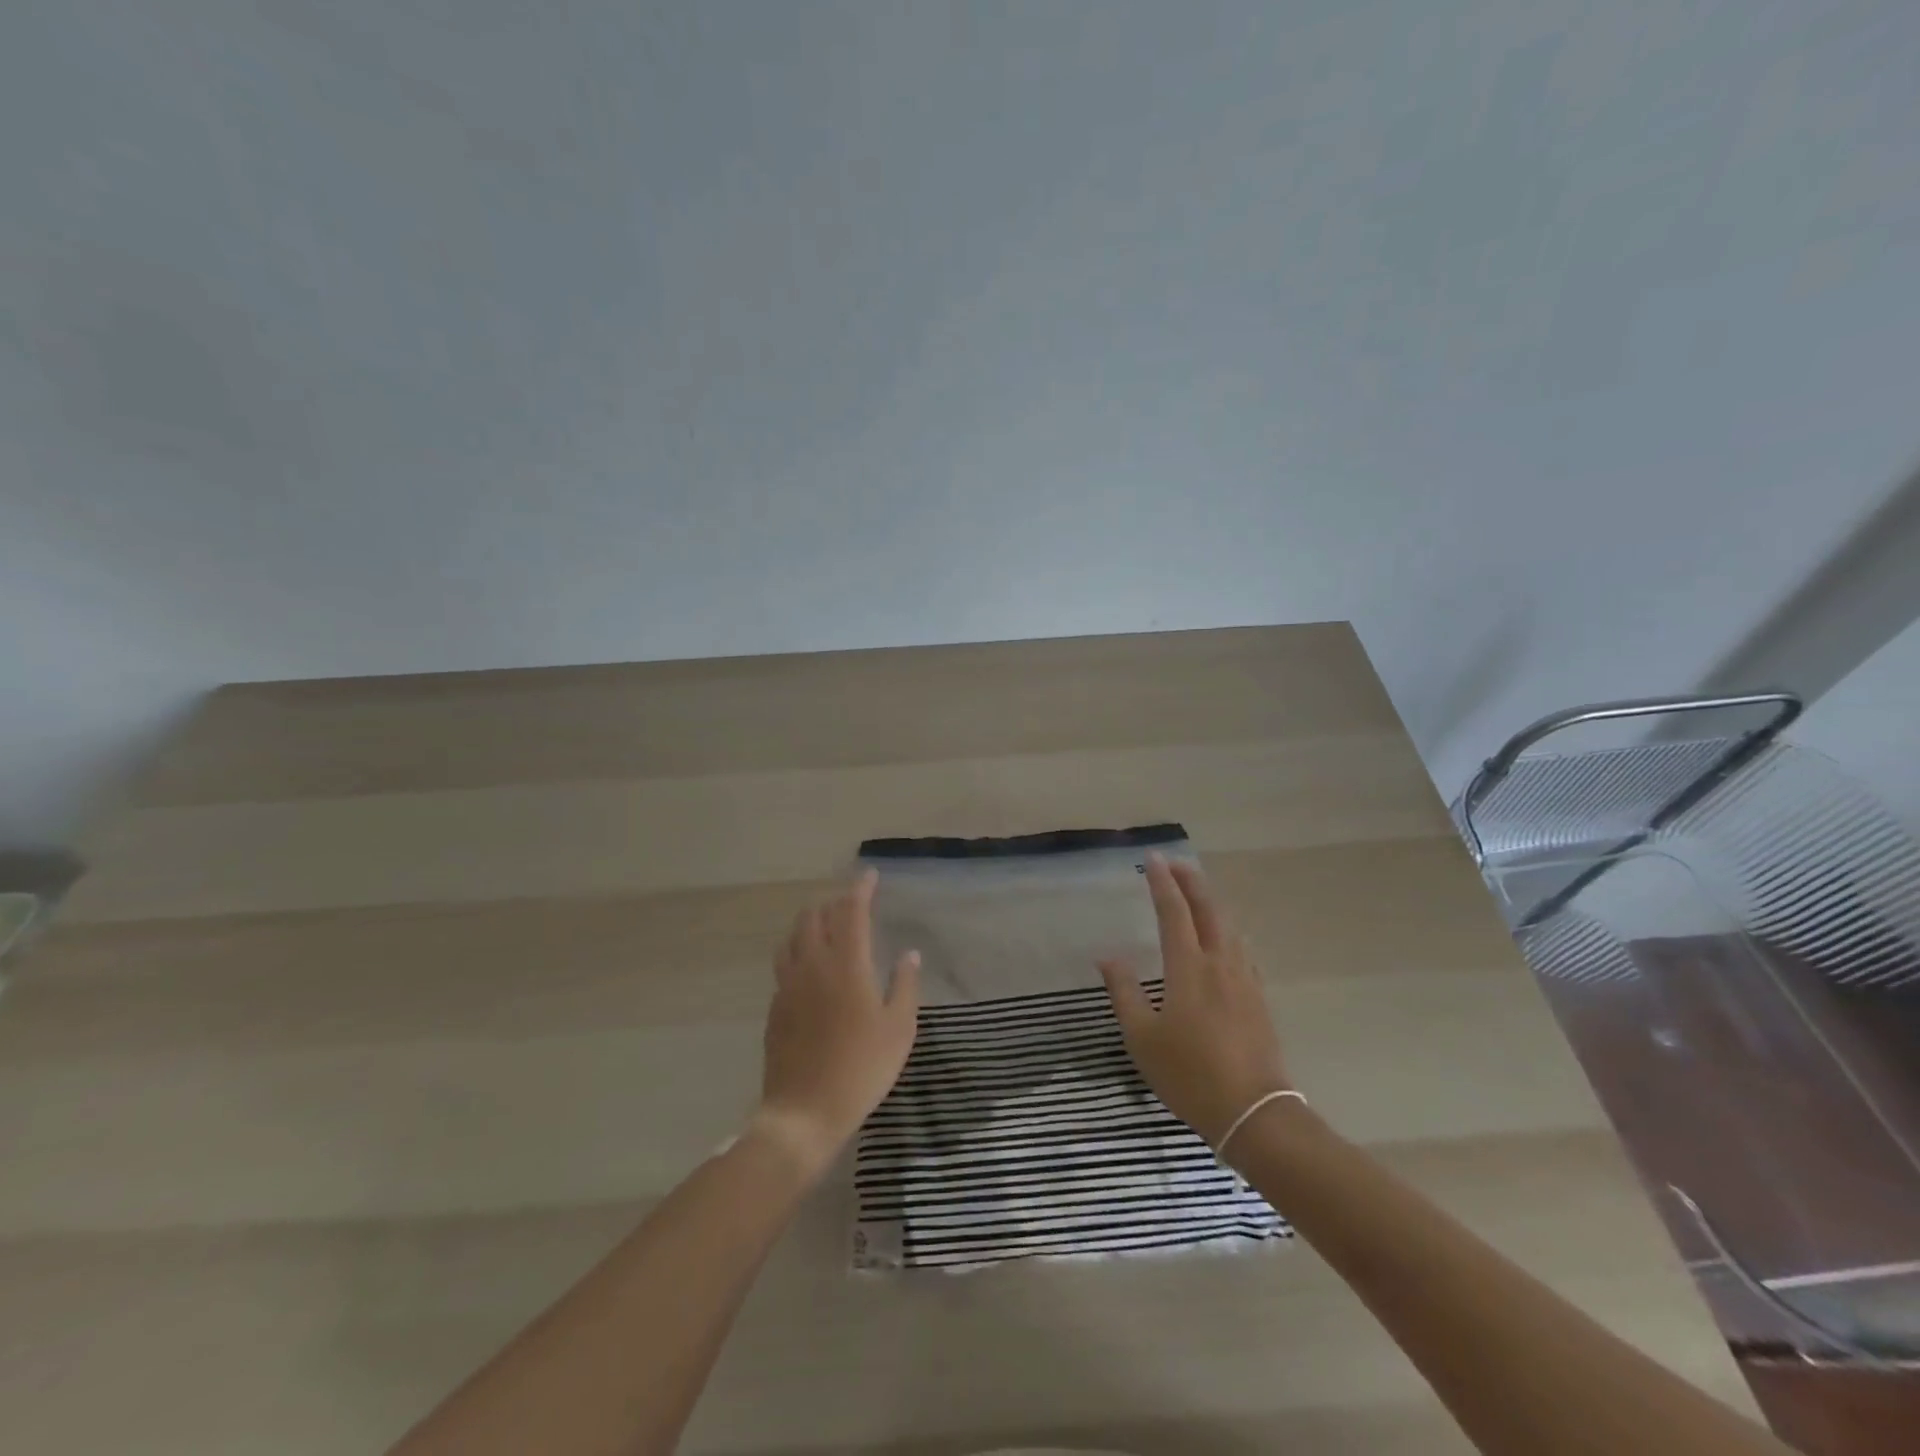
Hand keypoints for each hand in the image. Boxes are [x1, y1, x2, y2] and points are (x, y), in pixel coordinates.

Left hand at [755, 869, 919, 1173]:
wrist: (804, 1111)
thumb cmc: (862, 1068)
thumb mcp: (899, 1028)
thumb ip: (904, 984)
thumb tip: (908, 954)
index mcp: (846, 964)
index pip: (851, 911)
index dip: (860, 889)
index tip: (869, 875)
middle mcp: (813, 964)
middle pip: (815, 917)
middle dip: (833, 903)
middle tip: (851, 905)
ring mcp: (788, 985)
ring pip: (793, 937)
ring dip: (810, 923)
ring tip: (826, 927)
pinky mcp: (775, 1006)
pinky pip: (784, 964)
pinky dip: (797, 951)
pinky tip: (809, 968)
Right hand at [1099, 853, 1291, 1147]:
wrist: (1254, 1111)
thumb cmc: (1189, 1074)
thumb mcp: (1142, 1037)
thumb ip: (1124, 992)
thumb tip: (1108, 957)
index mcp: (1188, 967)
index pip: (1174, 912)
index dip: (1162, 883)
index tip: (1152, 860)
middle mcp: (1220, 963)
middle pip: (1209, 909)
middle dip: (1191, 882)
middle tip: (1175, 864)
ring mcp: (1244, 979)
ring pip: (1230, 926)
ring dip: (1212, 902)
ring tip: (1197, 893)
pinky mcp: (1259, 998)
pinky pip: (1242, 949)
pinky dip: (1228, 929)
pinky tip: (1226, 938)